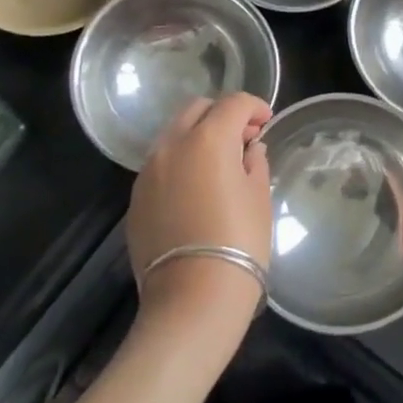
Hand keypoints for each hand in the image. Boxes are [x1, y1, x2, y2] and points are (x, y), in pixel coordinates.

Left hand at [128, 94, 273, 327]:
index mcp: (207, 138)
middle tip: (243, 137)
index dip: (254, 107)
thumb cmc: (239, 242)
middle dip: (222, 114)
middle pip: (197, 109)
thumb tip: (249, 150)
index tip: (266, 122)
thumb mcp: (258, 197)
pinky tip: (196, 188)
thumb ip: (254, 162)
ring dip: (197, 136)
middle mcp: (172, 145)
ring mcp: (148, 172)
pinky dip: (180, 162)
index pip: (233, 103)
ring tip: (218, 163)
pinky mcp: (136, 198)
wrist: (192, 299)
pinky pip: (160, 165)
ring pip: (174, 134)